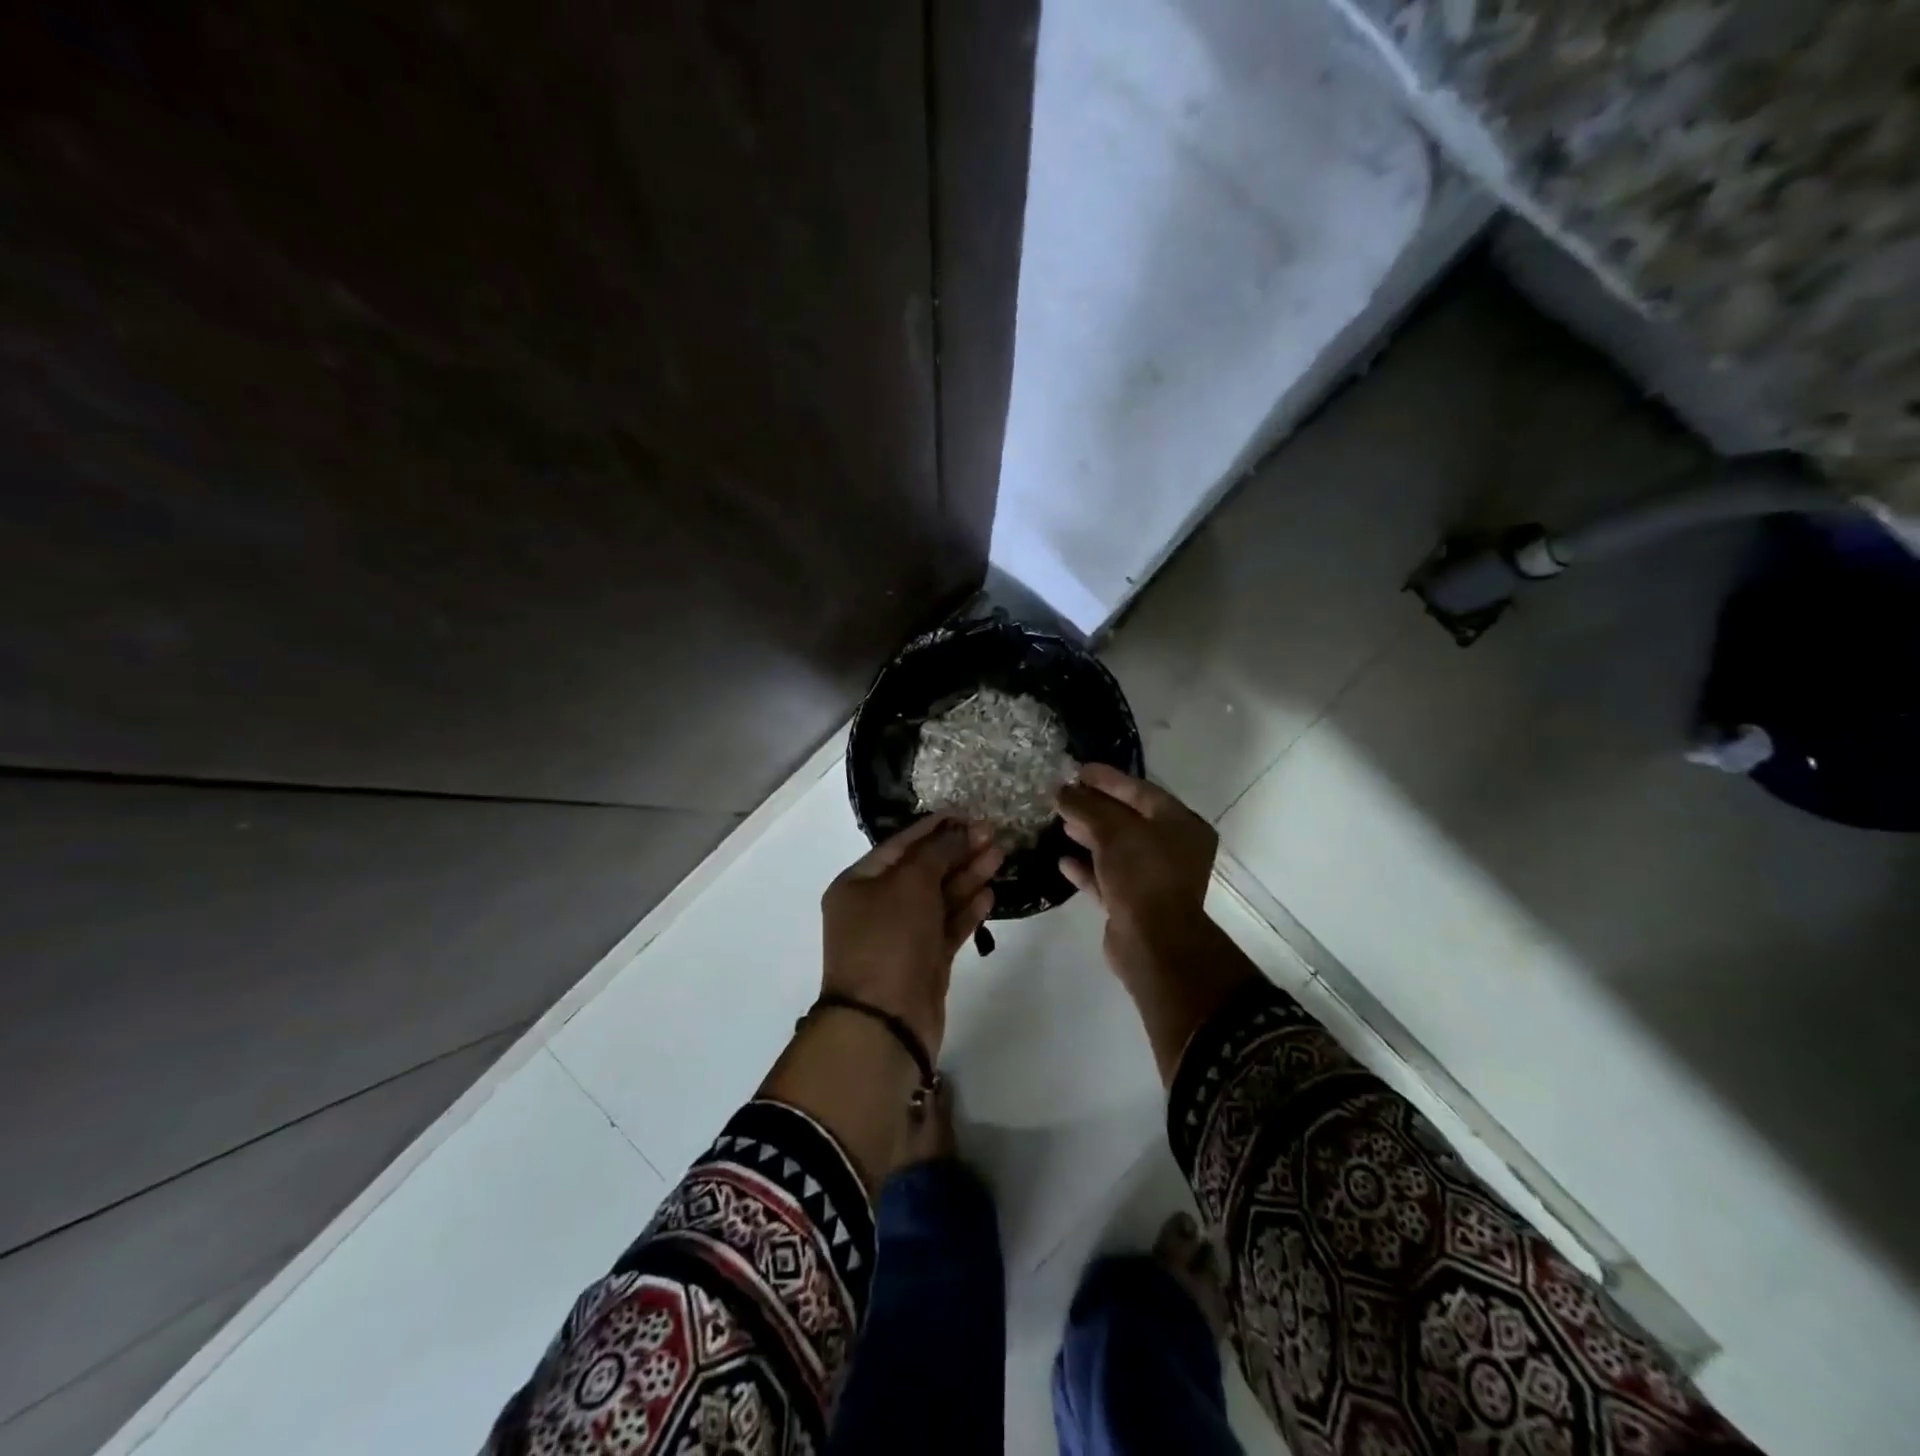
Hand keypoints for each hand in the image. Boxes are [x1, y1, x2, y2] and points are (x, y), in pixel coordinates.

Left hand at [821, 815, 1002, 1056]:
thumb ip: (937, 853)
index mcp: (858, 884)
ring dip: (967, 877)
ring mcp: (902, 936)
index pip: (900, 845)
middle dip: (956, 851)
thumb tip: (959, 830)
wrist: (885, 1021)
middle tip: (992, 833)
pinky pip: (947, 927)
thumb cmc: (889, 939)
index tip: (965, 812)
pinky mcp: (924, 962)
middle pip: (922, 870)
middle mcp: (877, 907)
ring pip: (938, 898)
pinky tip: (990, 893)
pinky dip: (967, 910)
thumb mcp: (910, 884)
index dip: (933, 828)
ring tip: (1000, 856)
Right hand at [1057, 764, 1219, 986]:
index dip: (1108, 779)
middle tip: (1063, 795)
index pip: (1140, 791)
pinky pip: (1108, 878)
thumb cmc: (1142, 875)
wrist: (1153, 943)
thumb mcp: (1113, 831)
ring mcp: (1154, 878)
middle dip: (1094, 807)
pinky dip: (1087, 868)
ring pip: (1117, 849)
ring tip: (1060, 822)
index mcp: (1181, 824)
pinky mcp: (1134, 903)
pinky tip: (1063, 861)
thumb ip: (1085, 807)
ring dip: (1089, 835)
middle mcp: (1173, 849)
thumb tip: (1061, 790)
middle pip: (1128, 819)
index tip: (1077, 770)